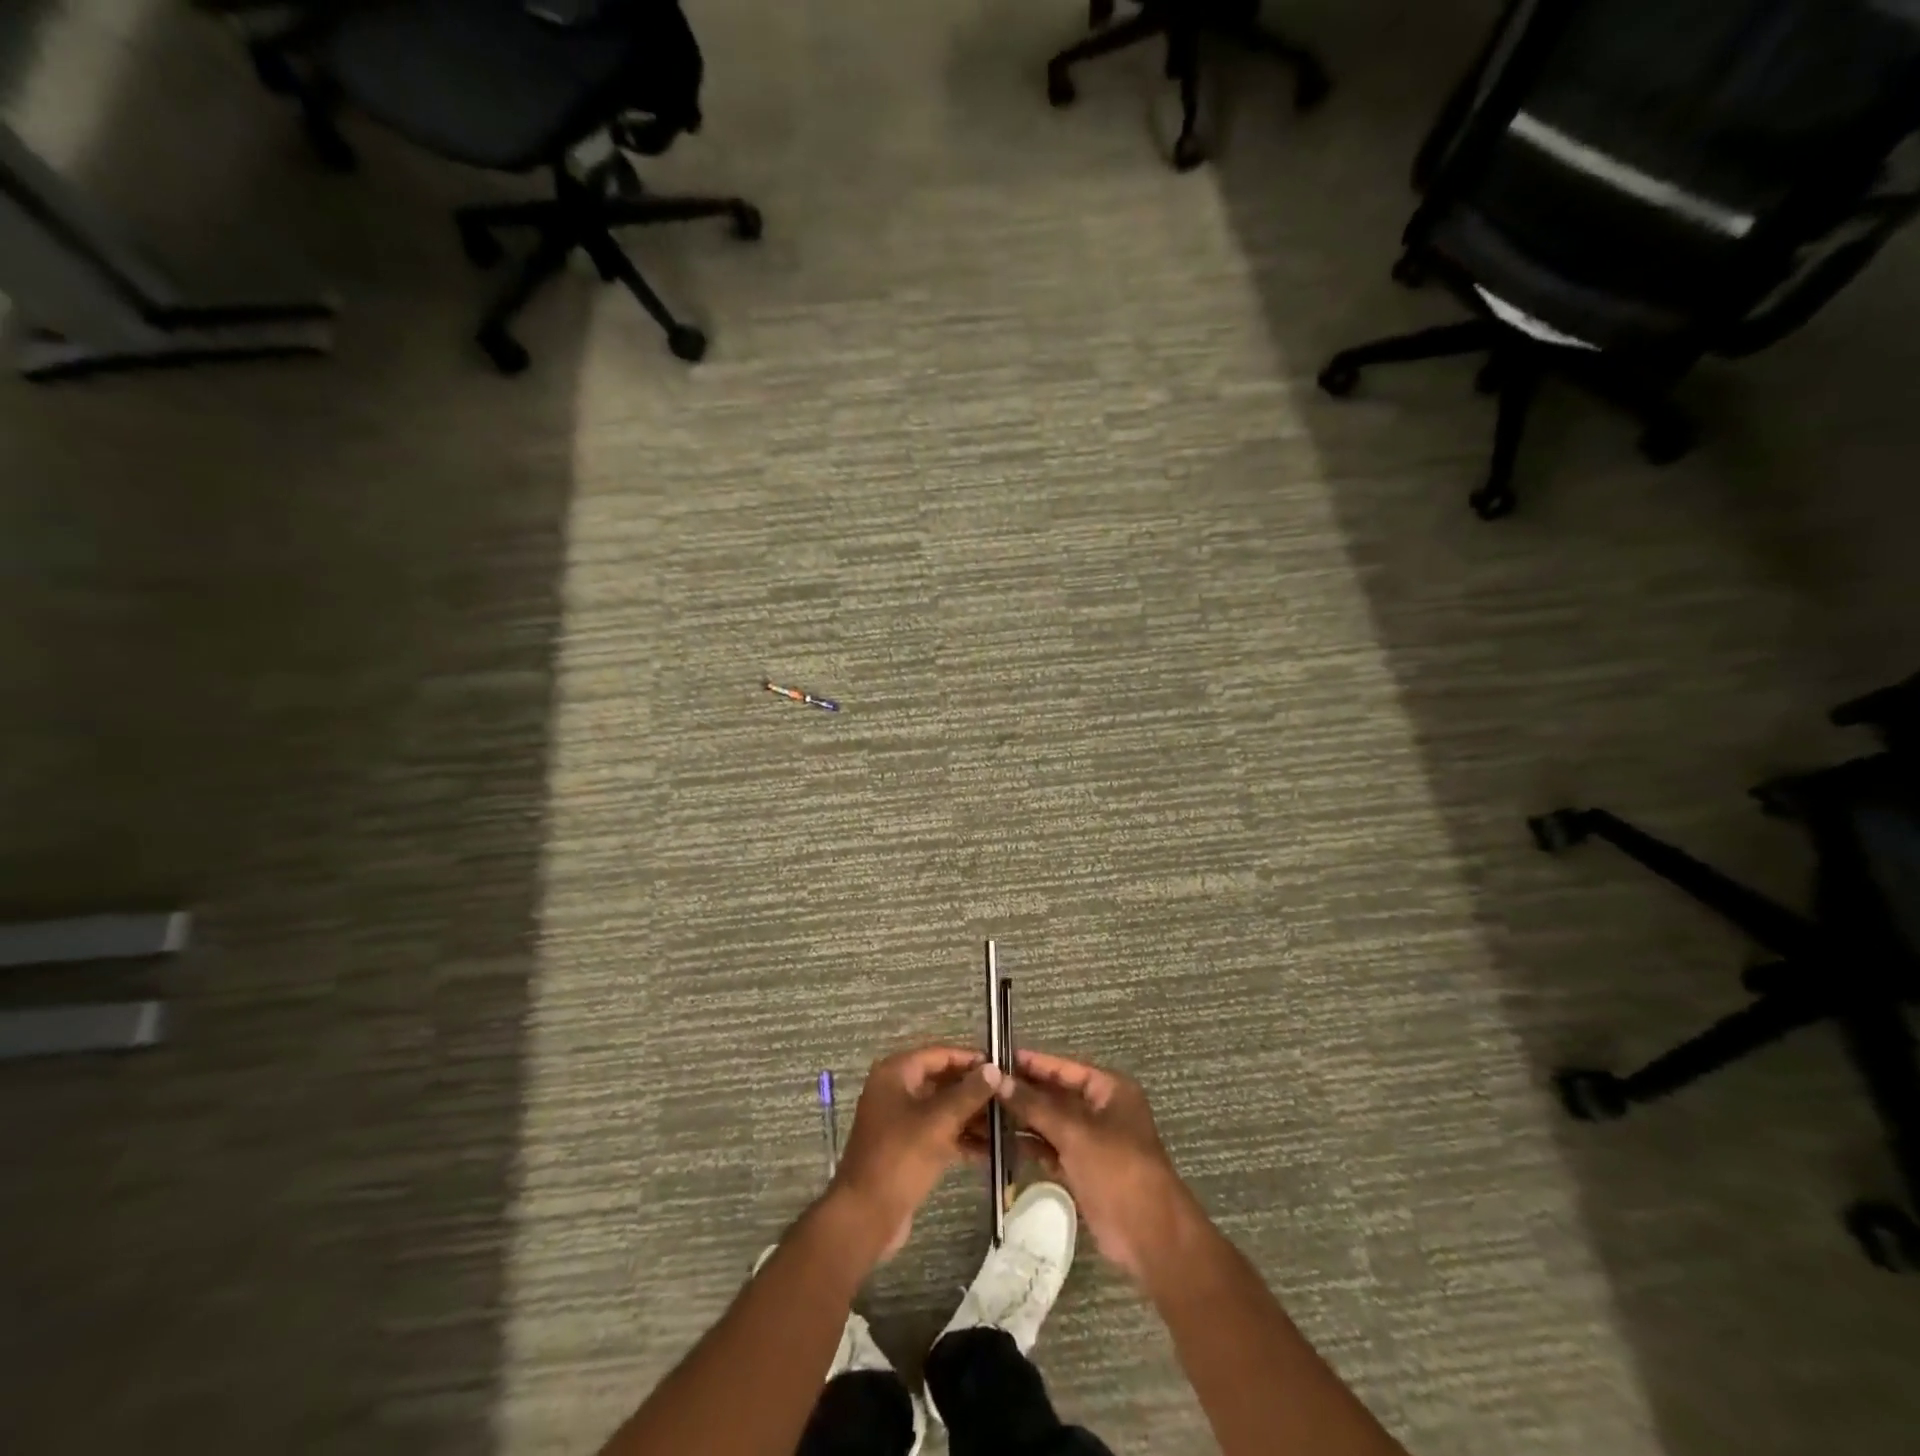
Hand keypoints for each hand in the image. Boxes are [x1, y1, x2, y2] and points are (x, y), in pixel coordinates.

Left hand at [828, 1045, 1001, 1261]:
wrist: (865, 1217)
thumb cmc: (899, 1158)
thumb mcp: (938, 1122)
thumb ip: (968, 1093)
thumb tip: (994, 1069)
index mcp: (896, 1073)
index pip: (940, 1054)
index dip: (971, 1059)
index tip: (1002, 1067)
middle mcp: (897, 1090)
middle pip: (943, 1081)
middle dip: (975, 1091)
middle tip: (1009, 1098)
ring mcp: (902, 1121)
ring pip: (943, 1109)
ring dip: (972, 1117)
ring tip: (1008, 1124)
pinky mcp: (908, 1148)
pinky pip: (939, 1133)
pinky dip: (962, 1139)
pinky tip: (992, 1149)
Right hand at [995, 1048, 1194, 1283]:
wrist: (1150, 1236)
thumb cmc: (1118, 1169)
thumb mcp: (1075, 1132)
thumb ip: (1035, 1105)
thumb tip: (998, 1079)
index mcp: (1109, 1089)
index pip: (1063, 1067)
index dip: (1031, 1063)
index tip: (996, 1057)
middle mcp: (1100, 1110)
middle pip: (1054, 1094)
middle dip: (1022, 1092)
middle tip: (982, 1086)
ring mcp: (1090, 1141)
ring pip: (1049, 1122)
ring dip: (1021, 1119)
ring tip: (982, 1112)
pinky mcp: (1081, 1169)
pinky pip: (1050, 1148)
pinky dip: (1028, 1145)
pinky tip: (998, 1141)